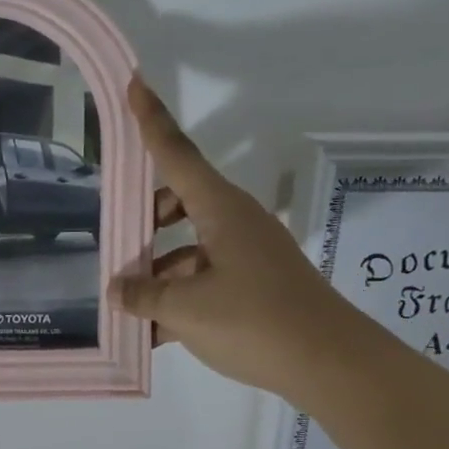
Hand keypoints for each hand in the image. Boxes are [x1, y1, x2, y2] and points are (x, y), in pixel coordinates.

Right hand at [110, 77, 374, 403]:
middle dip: (146, 216)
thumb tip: (117, 290)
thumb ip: (143, 295)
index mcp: (221, 210)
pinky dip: (179, 296)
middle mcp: (236, 223)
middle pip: (180, 201)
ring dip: (158, 268)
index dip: (151, 120)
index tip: (134, 83)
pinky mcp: (256, 285)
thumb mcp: (185, 309)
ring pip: (190, 246)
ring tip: (128, 303)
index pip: (176, 155)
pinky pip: (205, 277)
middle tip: (116, 238)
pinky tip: (154, 331)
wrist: (332, 365)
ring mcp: (249, 255)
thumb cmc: (255, 321)